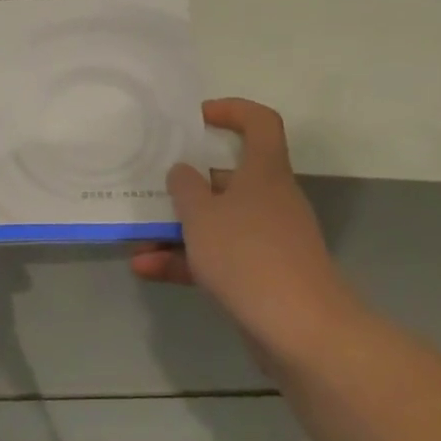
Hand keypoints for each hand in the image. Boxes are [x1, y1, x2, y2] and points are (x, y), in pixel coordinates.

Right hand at [131, 99, 343, 333]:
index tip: (197, 118)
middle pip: (231, 176)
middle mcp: (270, 199)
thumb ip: (185, 187)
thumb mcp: (202, 214)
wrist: (301, 330)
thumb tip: (182, 172)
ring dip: (179, 228)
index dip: (231, 111)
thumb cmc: (248, 254)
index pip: (260, 122)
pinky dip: (186, 261)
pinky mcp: (261, 276)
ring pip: (219, 221)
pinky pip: (218, 258)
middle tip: (155, 181)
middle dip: (190, 181)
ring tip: (139, 236)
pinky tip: (147, 269)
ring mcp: (267, 240)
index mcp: (264, 171)